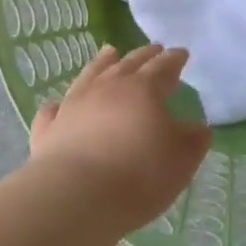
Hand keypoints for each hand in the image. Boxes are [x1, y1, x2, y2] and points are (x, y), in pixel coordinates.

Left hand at [26, 45, 211, 230]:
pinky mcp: (48, 130)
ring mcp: (73, 105)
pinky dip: (58, 104)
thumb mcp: (181, 159)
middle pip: (128, 63)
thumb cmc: (139, 174)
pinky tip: (58, 104)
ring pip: (90, 75)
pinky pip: (53, 110)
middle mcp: (107, 88)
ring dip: (102, 62)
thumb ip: (193, 139)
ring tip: (109, 52)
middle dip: (144, 55)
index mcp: (143, 89)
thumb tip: (197, 126)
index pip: (163, 66)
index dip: (174, 59)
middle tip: (154, 48)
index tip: (181, 53)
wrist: (76, 197)